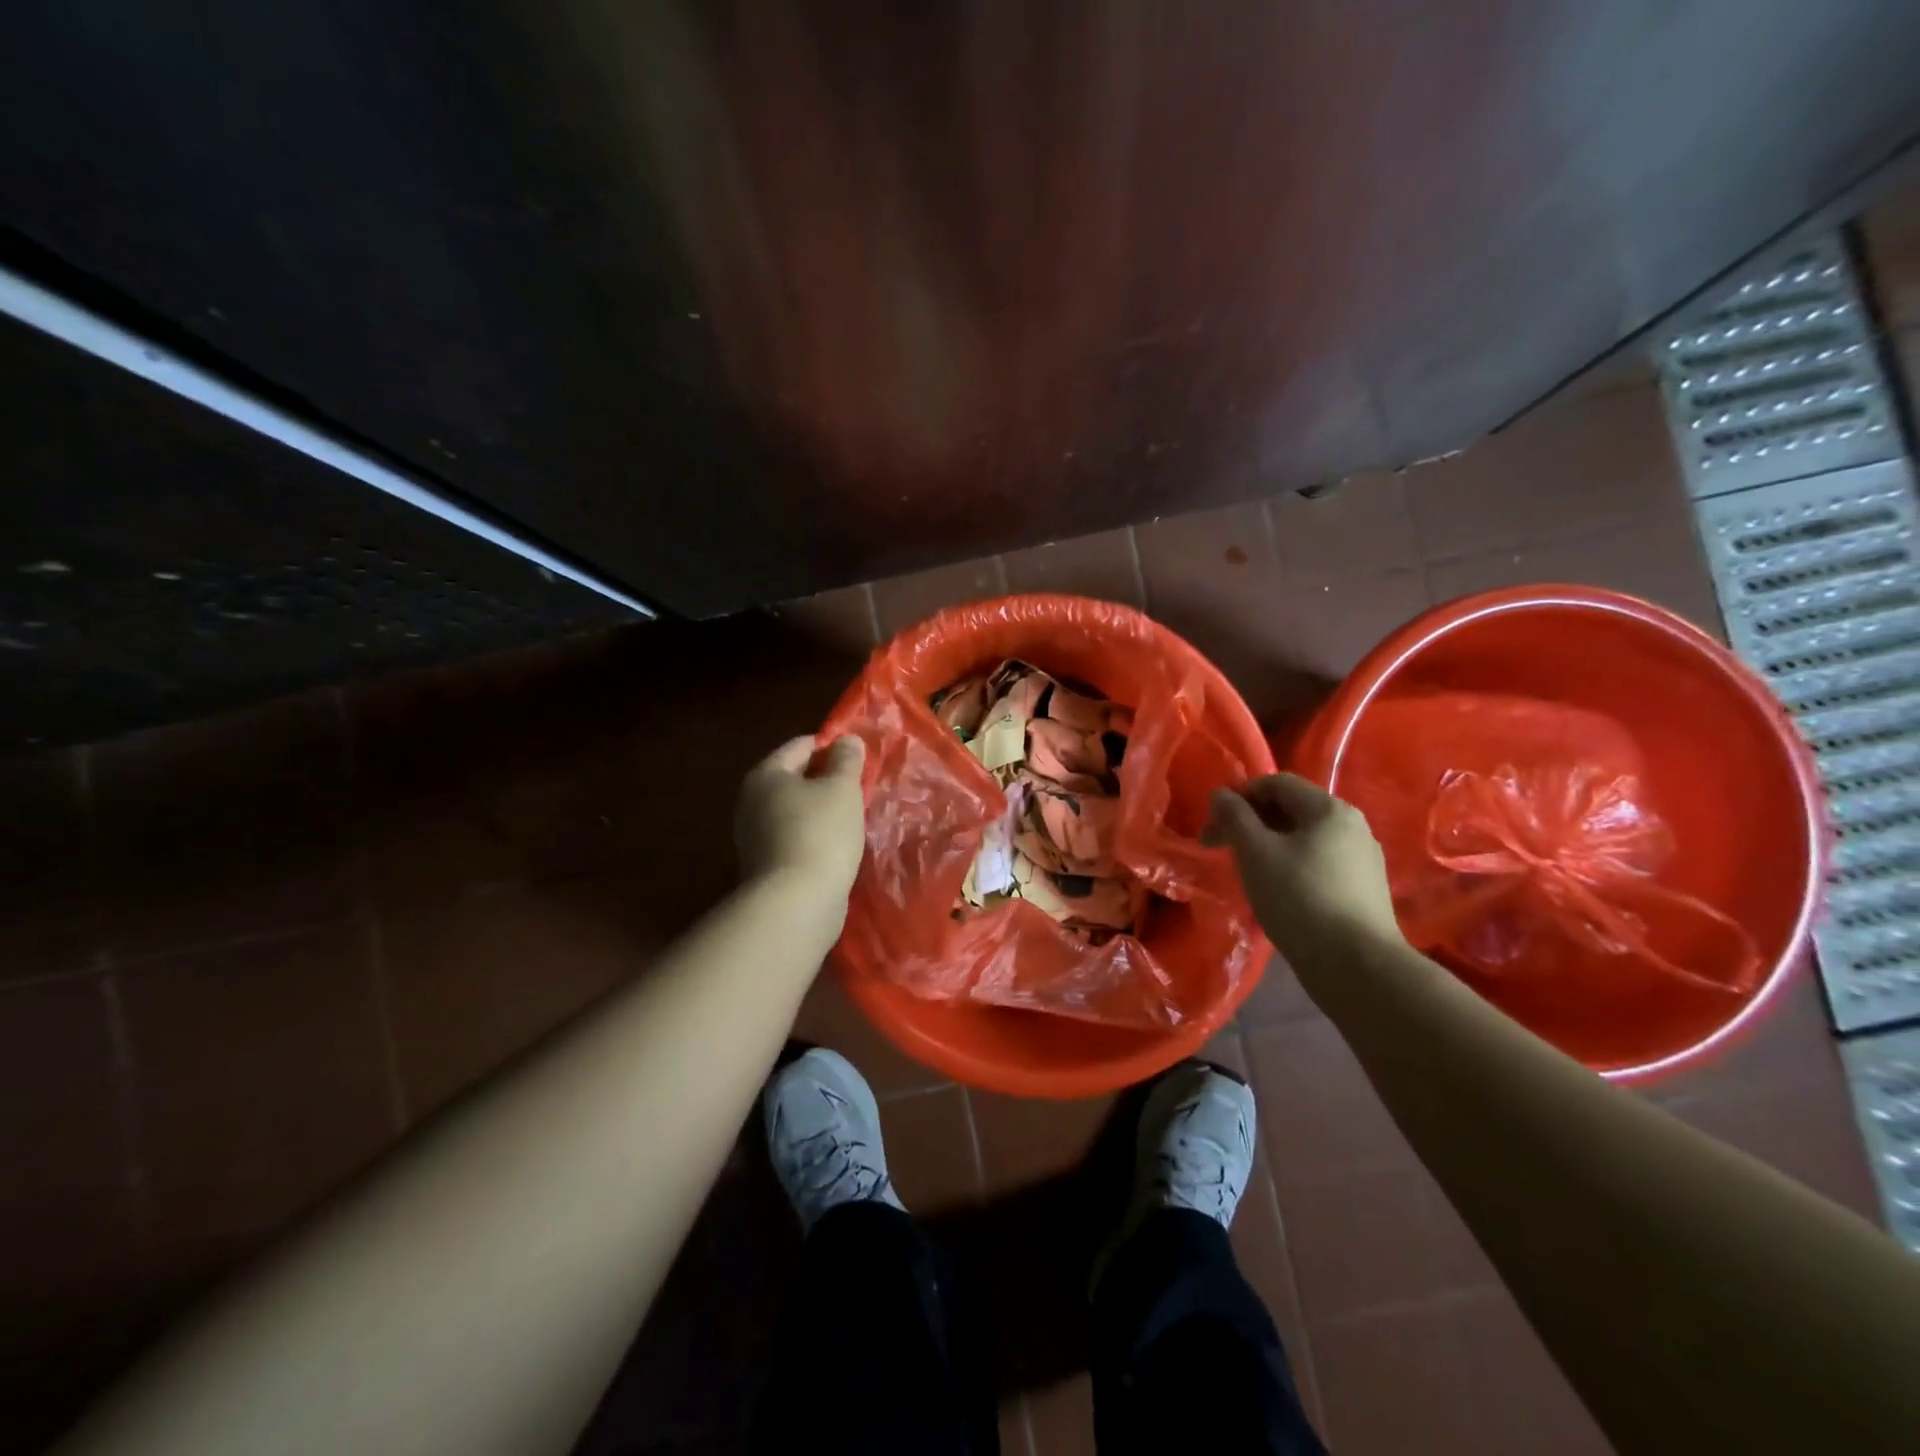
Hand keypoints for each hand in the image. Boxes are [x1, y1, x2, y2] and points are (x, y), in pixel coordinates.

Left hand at [735, 735, 867, 899]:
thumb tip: (847, 740)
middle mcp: (752, 801)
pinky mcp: (765, 865)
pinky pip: (794, 836)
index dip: (831, 745)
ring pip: (795, 810)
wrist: (796, 902)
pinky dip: (814, 835)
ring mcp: (754, 836)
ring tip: (853, 816)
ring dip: (821, 809)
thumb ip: (846, 760)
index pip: (801, 745)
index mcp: (766, 774)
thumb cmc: (820, 833)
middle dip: (826, 779)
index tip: (859, 756)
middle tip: (859, 786)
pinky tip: (837, 843)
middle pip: (795, 778)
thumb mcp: (842, 788)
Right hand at [1203, 773, 1400, 961]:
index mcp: (1329, 809)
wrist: (1357, 966)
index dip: (1238, 797)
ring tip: (1247, 873)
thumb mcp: (1255, 853)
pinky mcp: (1364, 888)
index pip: (1275, 783)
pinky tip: (1278, 892)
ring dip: (1269, 845)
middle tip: (1221, 849)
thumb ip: (1234, 817)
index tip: (1213, 826)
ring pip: (1304, 838)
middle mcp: (1352, 825)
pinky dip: (1291, 866)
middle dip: (1250, 823)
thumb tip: (1220, 794)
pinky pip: (1319, 862)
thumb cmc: (1299, 899)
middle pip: (1291, 808)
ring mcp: (1363, 858)